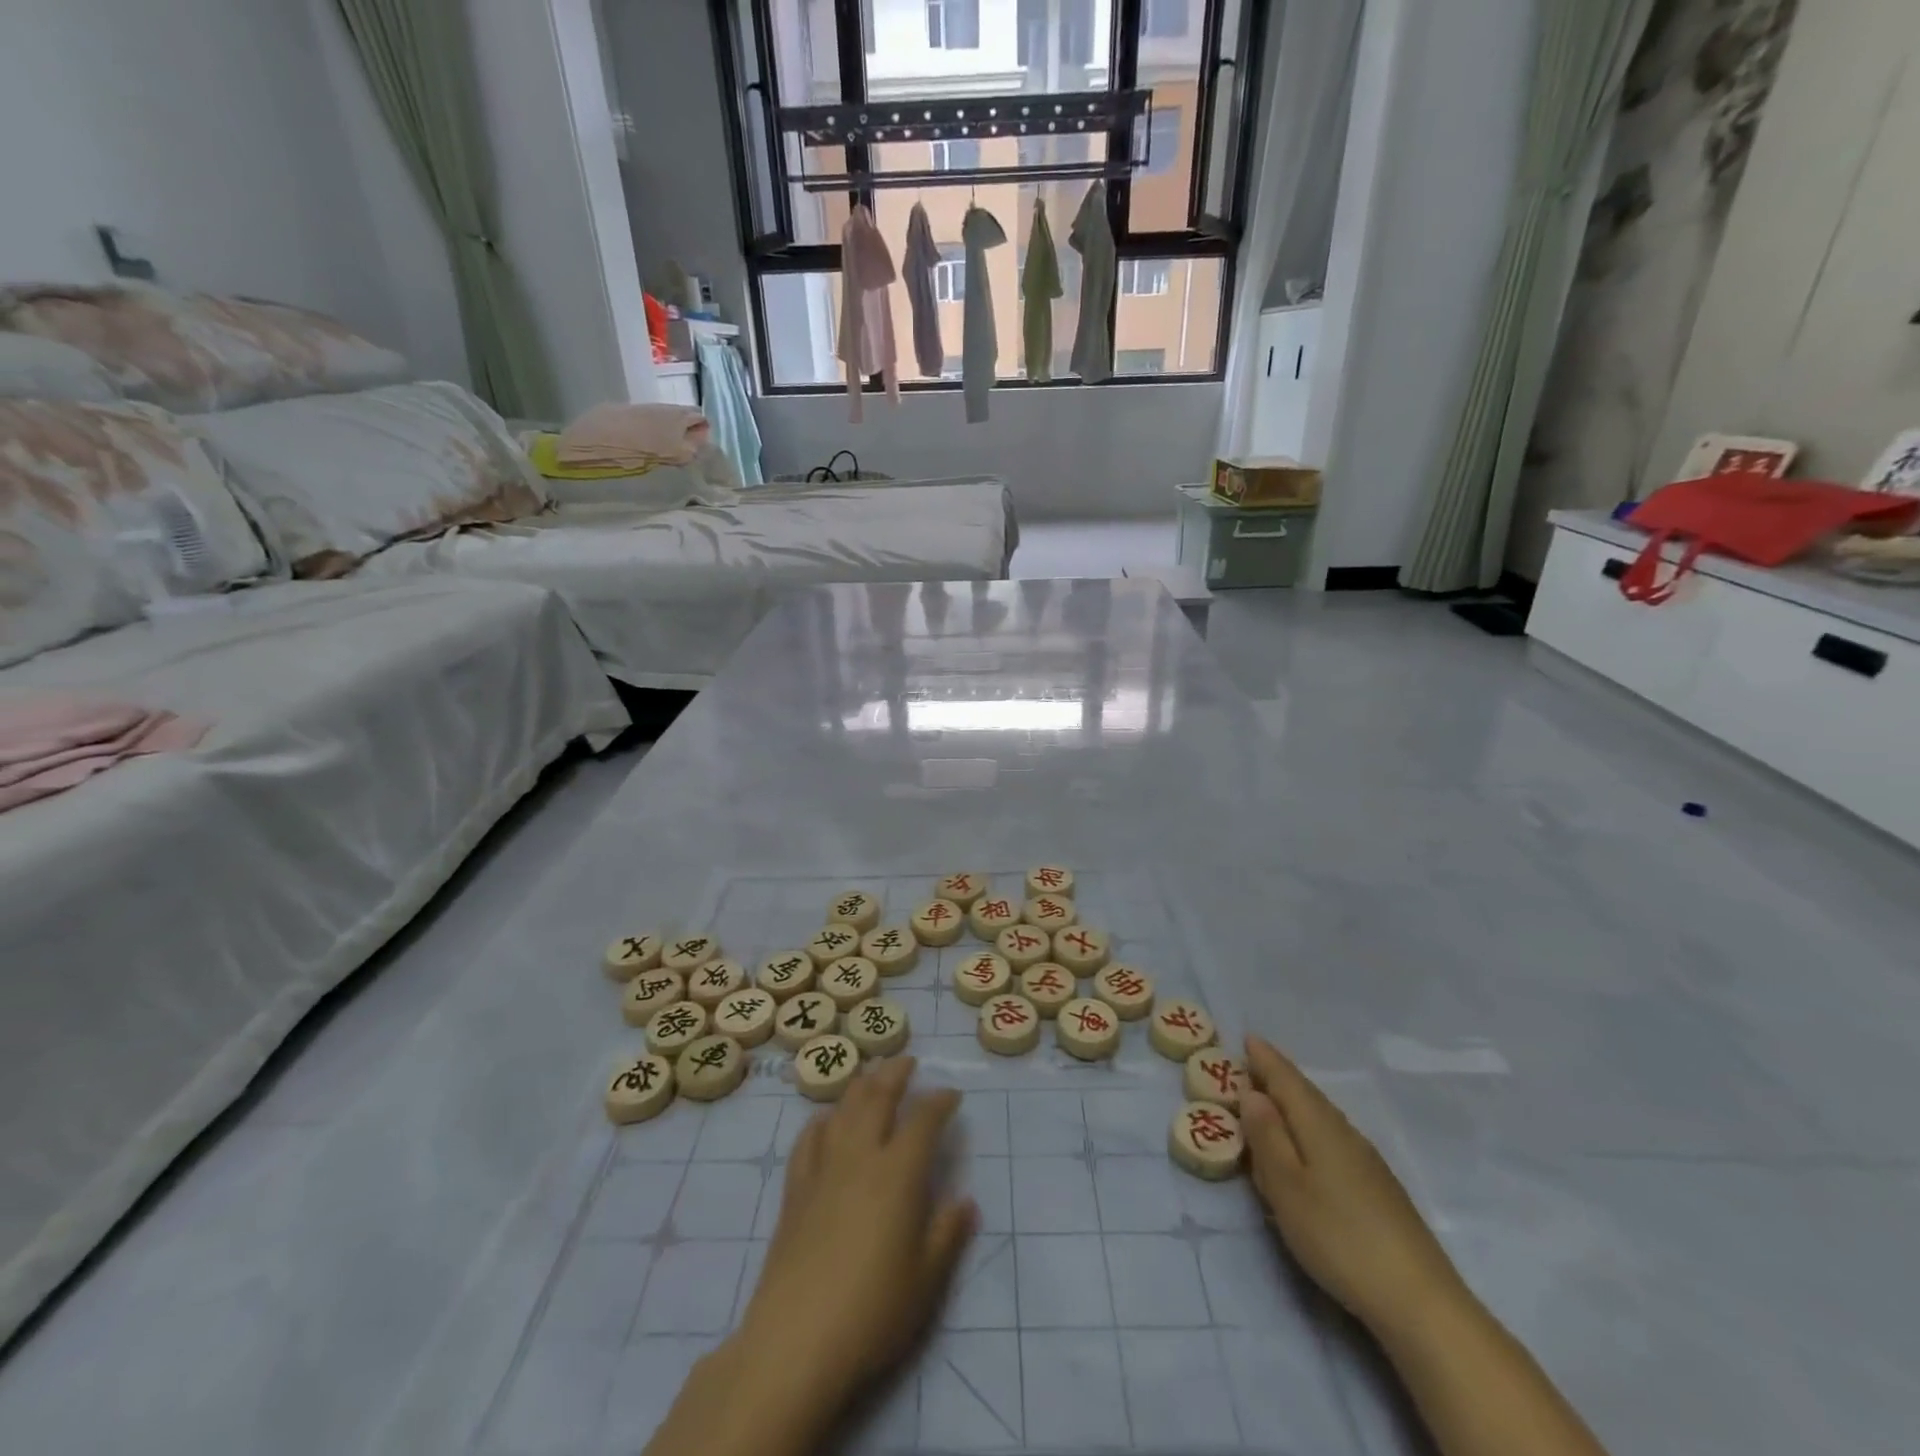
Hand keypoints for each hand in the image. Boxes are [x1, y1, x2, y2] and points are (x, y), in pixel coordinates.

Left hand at [739, 1057, 977, 1403]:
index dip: (940, 1101)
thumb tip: (966, 1201)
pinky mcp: (795, 1191)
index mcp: (898, 1173)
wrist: (795, 1341)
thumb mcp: (926, 1280)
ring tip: (871, 1075)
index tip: (952, 1094)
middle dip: (895, 1073)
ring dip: (860, 1085)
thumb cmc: (872, 1312)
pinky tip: (825, 1120)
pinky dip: (821, 1121)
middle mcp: (860, 1157)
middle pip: (877, 1097)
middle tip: (908, 1061)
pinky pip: (808, 1140)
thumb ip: (948, 1234)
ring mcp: (823, 1170)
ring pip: (843, 1110)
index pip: (923, 1120)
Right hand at [1240, 1035, 1463, 1338]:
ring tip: (1271, 1101)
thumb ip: (1267, 1137)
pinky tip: (1306, 1147)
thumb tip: (1253, 1093)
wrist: (1420, 1302)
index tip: (1246, 1037)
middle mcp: (1344, 1132)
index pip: (1286, 1079)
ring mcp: (1366, 1161)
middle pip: (1306, 1093)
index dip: (1265, 1058)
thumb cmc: (1339, 1237)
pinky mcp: (1378, 1188)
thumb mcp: (1286, 1188)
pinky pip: (1332, 1138)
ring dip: (1294, 1103)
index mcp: (1319, 1125)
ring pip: (1321, 1116)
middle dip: (1278, 1076)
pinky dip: (1310, 1129)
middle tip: (1250, 1064)